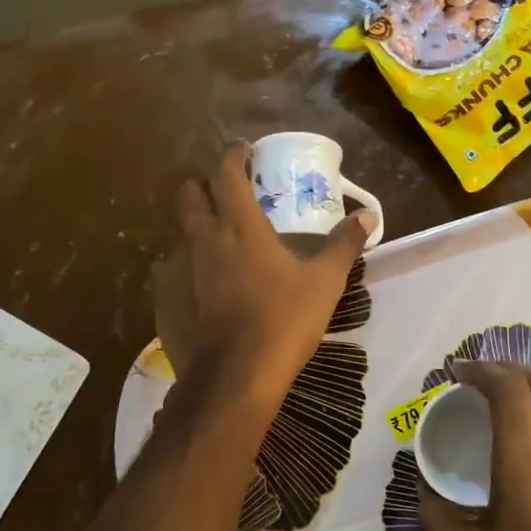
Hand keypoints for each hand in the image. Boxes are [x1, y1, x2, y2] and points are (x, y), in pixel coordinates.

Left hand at [154, 143, 372, 409]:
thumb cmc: (284, 322)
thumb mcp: (325, 282)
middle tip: (227, 197)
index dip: (233, 155)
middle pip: (188, 193)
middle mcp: (200, 237)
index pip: (225, 171)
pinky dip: (184, 268)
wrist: (235, 377)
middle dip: (205, 186)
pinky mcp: (163, 299)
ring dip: (195, 229)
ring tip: (217, 246)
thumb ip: (344, 244)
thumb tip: (368, 216)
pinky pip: (169, 271)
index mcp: (238, 225)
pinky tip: (201, 288)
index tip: (245, 153)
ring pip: (177, 233)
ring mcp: (176, 269)